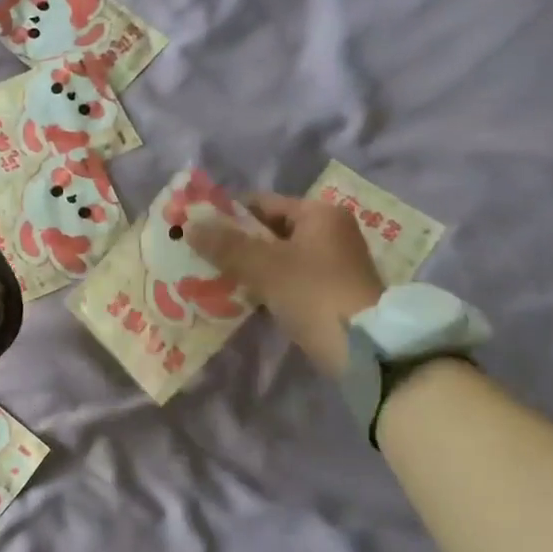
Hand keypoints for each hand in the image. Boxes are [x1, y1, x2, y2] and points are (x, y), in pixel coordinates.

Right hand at [189, 193, 384, 375]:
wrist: (363, 349)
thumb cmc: (313, 294)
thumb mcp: (264, 266)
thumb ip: (225, 245)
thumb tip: (189, 225)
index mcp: (320, 214)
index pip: (262, 203)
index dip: (227, 214)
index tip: (196, 229)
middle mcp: (330, 232)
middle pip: (270, 230)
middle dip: (234, 244)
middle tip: (199, 257)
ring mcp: (332, 264)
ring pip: (277, 258)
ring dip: (247, 268)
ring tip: (210, 279)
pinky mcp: (330, 292)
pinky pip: (287, 280)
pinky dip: (265, 286)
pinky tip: (238, 299)